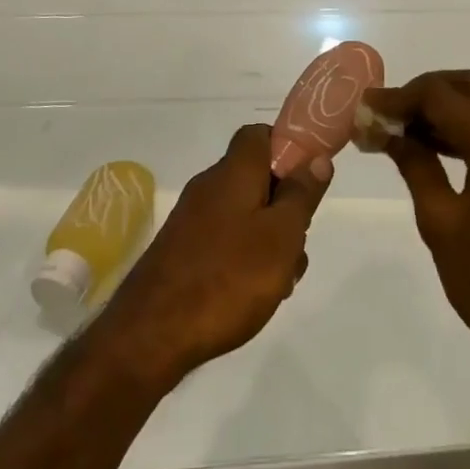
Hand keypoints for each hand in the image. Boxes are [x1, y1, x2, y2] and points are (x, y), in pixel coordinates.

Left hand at [99, 125, 329, 386]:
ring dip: (268, 239)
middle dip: (284, 207)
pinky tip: (252, 296)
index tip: (307, 180)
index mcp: (234, 172)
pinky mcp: (182, 250)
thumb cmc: (228, 277)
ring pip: (244, 214)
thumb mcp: (281, 236)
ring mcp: (193, 219)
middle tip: (297, 244)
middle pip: (256, 178)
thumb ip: (301, 195)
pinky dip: (244, 258)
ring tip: (280, 282)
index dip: (287, 148)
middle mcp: (210, 186)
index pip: (259, 135)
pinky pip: (225, 240)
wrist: (152, 333)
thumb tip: (317, 157)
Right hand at [367, 71, 469, 381]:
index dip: (399, 97)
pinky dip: (466, 127)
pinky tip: (434, 147)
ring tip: (401, 130)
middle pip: (469, 86)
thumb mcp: (442, 223)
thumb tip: (388, 131)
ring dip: (446, 108)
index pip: (441, 95)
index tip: (364, 109)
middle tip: (388, 114)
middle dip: (425, 92)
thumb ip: (415, 165)